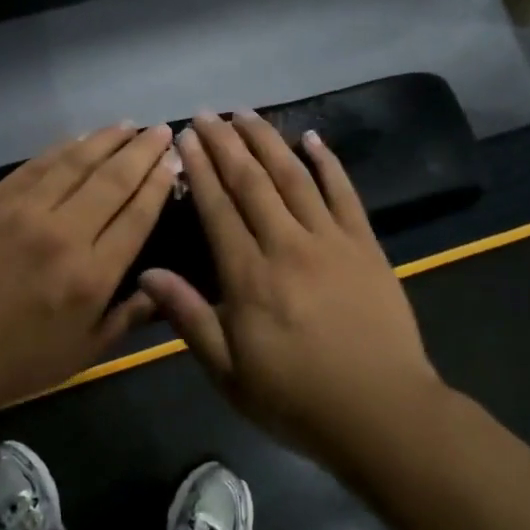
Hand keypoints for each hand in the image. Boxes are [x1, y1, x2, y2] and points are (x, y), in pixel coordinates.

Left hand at [0, 124, 176, 418]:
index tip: (172, 159)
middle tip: (159, 130)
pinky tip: (78, 138)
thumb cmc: (9, 365)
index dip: (158, 183)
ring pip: (75, 163)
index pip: (136, 216)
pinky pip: (35, 165)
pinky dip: (61, 148)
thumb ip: (125, 319)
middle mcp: (63, 234)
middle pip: (112, 180)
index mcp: (91, 276)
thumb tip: (161, 288)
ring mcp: (23, 212)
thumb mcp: (79, 356)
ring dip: (105, 140)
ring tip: (127, 126)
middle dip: (141, 152)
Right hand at [138, 112, 445, 470]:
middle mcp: (287, 246)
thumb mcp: (228, 372)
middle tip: (208, 114)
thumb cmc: (296, 398)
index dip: (200, 169)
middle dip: (226, 144)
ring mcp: (331, 242)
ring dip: (268, 141)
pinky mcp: (366, 246)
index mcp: (249, 276)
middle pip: (252, 182)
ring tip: (247, 114)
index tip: (185, 138)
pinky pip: (344, 194)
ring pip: (294, 178)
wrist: (383, 415)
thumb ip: (189, 317)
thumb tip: (146, 275)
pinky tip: (313, 139)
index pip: (218, 208)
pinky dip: (328, 163)